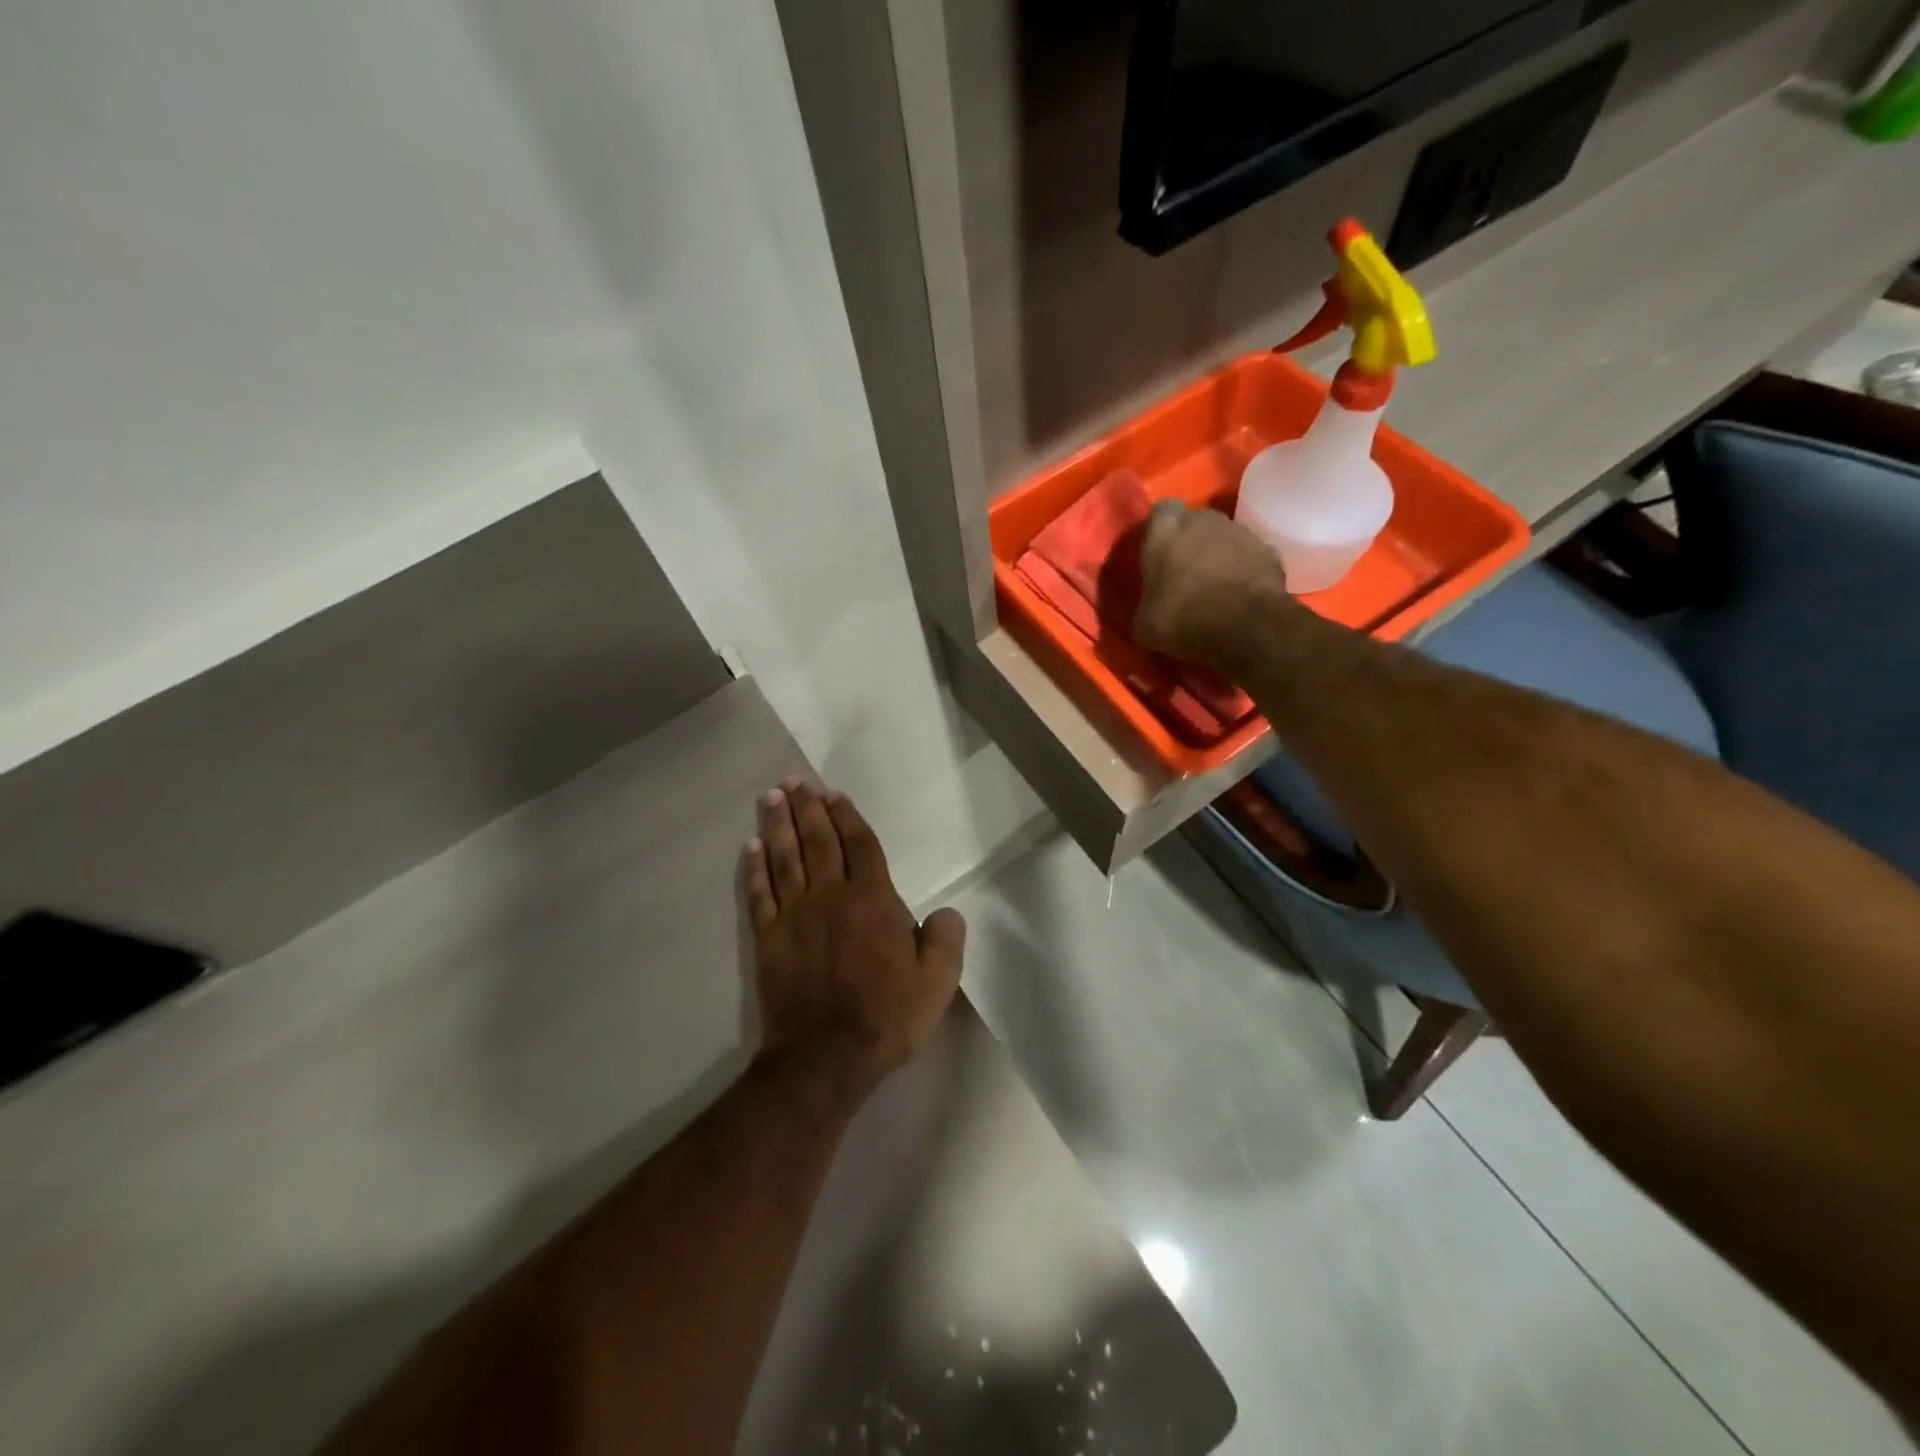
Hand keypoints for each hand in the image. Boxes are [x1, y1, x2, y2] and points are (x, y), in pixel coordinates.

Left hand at [743, 780, 965, 1094]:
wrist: (825, 1056)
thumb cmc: (886, 1017)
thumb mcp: (936, 983)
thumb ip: (945, 940)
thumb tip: (946, 912)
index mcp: (873, 900)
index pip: (859, 845)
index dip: (847, 817)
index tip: (833, 795)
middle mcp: (831, 896)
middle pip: (818, 841)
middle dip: (807, 807)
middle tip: (795, 781)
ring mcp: (795, 915)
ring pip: (785, 858)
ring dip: (779, 824)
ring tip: (772, 797)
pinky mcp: (769, 938)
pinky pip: (760, 894)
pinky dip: (755, 868)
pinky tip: (752, 848)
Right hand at [1134, 499, 1295, 669]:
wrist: (1243, 626)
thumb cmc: (1180, 617)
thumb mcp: (1144, 621)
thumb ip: (1147, 602)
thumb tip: (1151, 607)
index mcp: (1165, 529)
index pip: (1160, 512)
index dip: (1159, 531)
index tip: (1157, 553)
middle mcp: (1203, 519)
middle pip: (1195, 522)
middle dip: (1190, 542)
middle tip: (1184, 573)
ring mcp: (1241, 532)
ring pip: (1224, 539)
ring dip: (1219, 557)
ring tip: (1214, 589)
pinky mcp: (1270, 552)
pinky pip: (1250, 558)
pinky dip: (1244, 572)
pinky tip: (1239, 597)